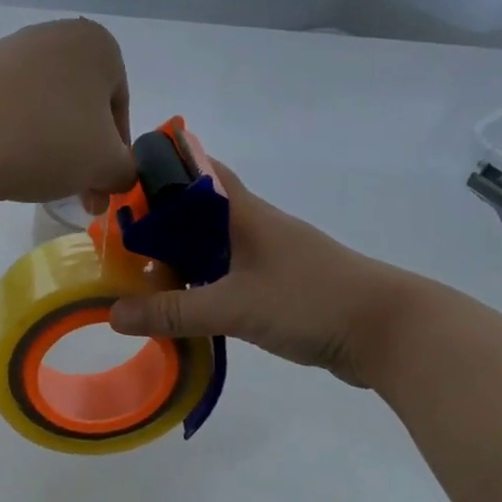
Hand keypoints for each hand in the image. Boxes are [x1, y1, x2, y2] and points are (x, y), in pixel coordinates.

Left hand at [0, 17, 135, 208]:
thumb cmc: (48, 140)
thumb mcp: (106, 165)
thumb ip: (126, 171)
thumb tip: (118, 175)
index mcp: (97, 44)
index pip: (120, 106)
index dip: (116, 154)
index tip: (104, 187)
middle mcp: (54, 36)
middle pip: (81, 108)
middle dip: (83, 155)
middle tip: (80, 198)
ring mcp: (9, 52)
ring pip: (45, 111)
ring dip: (51, 149)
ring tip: (38, 183)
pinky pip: (9, 112)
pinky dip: (16, 139)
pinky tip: (6, 166)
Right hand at [108, 162, 435, 389]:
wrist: (388, 331)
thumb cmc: (310, 301)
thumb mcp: (234, 306)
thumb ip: (173, 311)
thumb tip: (113, 314)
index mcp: (244, 213)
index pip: (197, 171)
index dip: (161, 170)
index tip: (121, 185)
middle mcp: (255, 226)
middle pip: (197, 212)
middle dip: (158, 223)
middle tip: (117, 243)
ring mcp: (270, 257)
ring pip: (212, 246)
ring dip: (179, 257)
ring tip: (139, 277)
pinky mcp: (280, 286)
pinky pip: (228, 275)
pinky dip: (202, 284)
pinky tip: (183, 305)